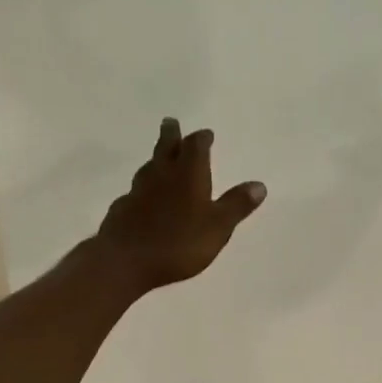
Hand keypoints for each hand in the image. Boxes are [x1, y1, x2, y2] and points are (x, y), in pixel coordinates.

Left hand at [93, 118, 266, 293]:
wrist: (126, 260)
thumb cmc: (179, 242)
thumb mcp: (218, 226)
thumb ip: (237, 205)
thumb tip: (259, 185)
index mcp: (188, 175)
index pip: (196, 147)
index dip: (201, 139)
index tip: (206, 133)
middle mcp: (161, 175)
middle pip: (165, 148)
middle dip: (171, 135)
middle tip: (171, 122)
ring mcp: (138, 191)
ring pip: (148, 167)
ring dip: (156, 159)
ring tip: (159, 156)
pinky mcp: (122, 209)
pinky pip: (135, 191)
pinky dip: (142, 187)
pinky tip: (142, 196)